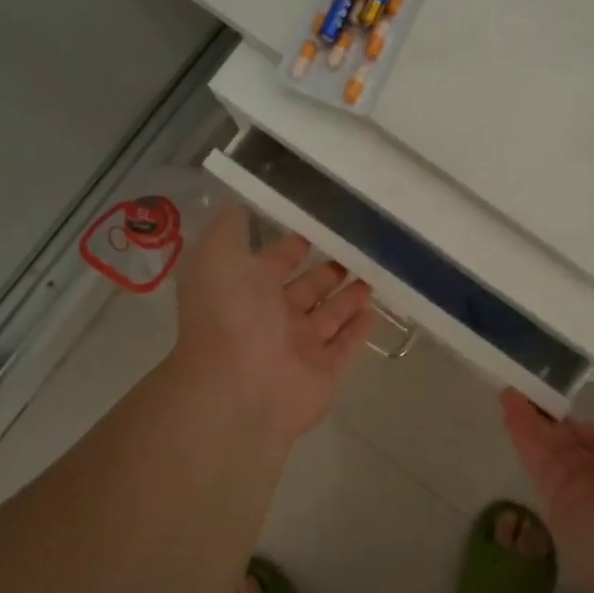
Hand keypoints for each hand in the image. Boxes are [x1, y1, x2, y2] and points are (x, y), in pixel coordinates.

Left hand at [171, 205, 373, 448]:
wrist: (238, 388)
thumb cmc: (231, 316)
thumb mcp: (217, 257)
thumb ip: (229, 229)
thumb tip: (237, 203)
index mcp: (247, 289)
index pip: (275, 261)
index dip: (294, 244)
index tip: (322, 224)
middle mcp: (273, 317)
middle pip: (307, 288)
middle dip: (329, 269)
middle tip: (360, 248)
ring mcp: (300, 346)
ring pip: (330, 316)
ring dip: (349, 295)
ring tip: (376, 272)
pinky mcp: (324, 371)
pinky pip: (346, 345)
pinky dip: (359, 329)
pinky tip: (374, 309)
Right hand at [500, 393, 593, 592]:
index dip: (593, 425)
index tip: (573, 402)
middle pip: (578, 447)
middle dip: (554, 421)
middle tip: (529, 390)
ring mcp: (585, 498)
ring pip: (553, 451)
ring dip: (531, 419)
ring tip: (509, 388)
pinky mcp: (558, 507)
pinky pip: (539, 462)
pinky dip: (522, 431)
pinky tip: (509, 401)